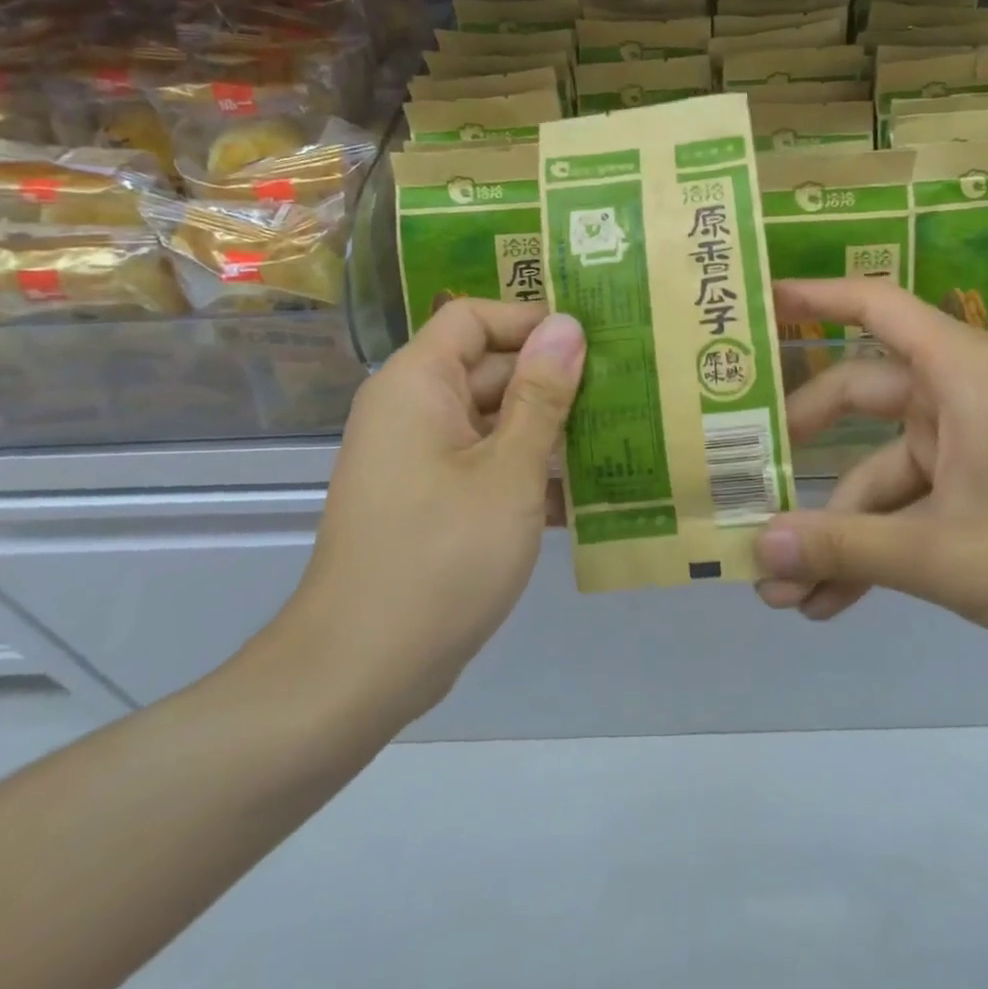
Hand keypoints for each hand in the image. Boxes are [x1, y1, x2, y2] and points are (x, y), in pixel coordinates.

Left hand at [272, 300, 584, 729]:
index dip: (530, 321)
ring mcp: (420, 458)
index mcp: (417, 384)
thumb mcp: (509, 470)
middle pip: (489, 368)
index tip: (592, 341)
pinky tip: (585, 494)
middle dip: (553, 380)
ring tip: (619, 436)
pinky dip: (527, 471)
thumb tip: (568, 325)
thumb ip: (542, 395)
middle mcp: (413, 409)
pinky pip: (485, 463)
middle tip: (625, 389)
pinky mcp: (431, 500)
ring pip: (494, 420)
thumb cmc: (440, 556)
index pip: (474, 318)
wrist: (362, 670)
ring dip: (549, 430)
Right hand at [756, 279, 987, 658]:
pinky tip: (828, 603)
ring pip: (875, 472)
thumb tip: (756, 548)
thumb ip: (847, 548)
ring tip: (780, 589)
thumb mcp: (946, 554)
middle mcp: (953, 395)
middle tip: (739, 477)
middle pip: (853, 398)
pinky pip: (906, 507)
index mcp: (956, 371)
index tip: (754, 303)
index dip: (811, 295)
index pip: (873, 305)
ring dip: (834, 529)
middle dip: (798, 450)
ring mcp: (962, 443)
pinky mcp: (973, 487)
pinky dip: (872, 547)